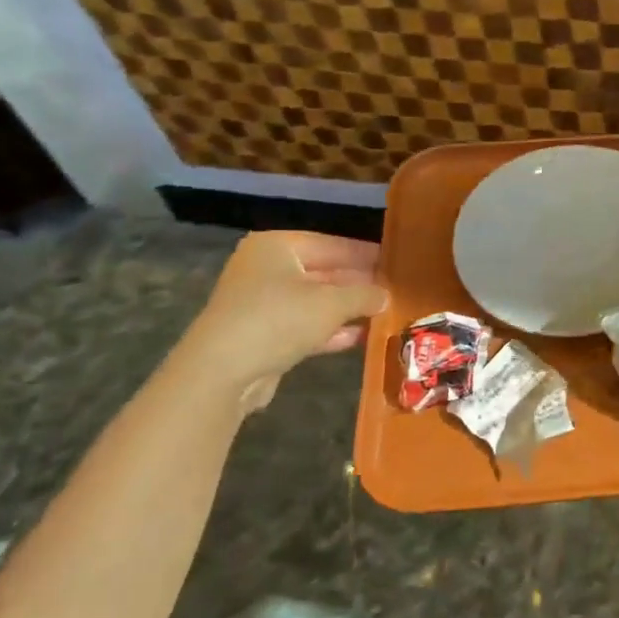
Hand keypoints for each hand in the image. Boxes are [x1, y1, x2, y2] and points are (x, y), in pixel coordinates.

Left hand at [177, 231, 386, 406]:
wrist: (221, 372)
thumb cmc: (278, 319)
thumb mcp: (332, 303)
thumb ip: (364, 295)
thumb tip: (386, 295)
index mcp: (278, 247)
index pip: (333, 245)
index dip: (367, 254)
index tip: (397, 262)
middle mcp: (267, 268)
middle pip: (324, 272)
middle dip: (358, 284)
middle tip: (394, 290)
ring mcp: (262, 302)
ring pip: (315, 301)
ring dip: (347, 309)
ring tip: (384, 313)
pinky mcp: (262, 334)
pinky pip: (304, 325)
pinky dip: (330, 329)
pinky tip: (360, 336)